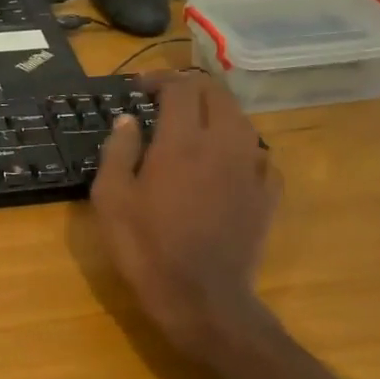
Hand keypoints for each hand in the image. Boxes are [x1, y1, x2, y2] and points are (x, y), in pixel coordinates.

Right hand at [91, 71, 280, 366]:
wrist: (202, 299)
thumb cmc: (147, 248)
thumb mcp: (111, 199)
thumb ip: (118, 151)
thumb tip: (127, 121)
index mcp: (183, 141)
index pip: (180, 87)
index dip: (159, 79)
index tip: (140, 88)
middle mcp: (224, 144)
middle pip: (217, 94)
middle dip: (190, 89)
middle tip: (166, 101)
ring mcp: (252, 168)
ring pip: (240, 120)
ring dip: (215, 114)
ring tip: (193, 129)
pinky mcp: (268, 194)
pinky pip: (258, 154)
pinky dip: (238, 147)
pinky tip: (224, 165)